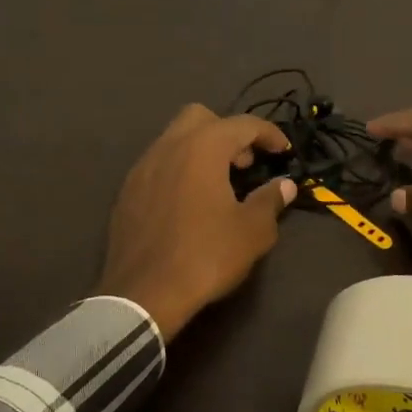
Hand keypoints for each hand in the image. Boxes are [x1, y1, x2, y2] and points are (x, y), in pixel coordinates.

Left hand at [97, 105, 297, 341]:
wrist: (143, 293)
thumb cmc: (205, 256)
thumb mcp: (251, 231)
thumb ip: (270, 200)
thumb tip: (284, 185)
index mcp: (202, 148)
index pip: (242, 124)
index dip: (269, 134)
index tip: (283, 152)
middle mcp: (168, 146)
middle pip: (201, 118)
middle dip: (227, 133)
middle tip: (244, 164)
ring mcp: (142, 167)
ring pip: (175, 139)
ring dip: (201, 151)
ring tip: (219, 185)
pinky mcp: (127, 191)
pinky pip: (158, 164)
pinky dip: (179, 170)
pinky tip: (189, 203)